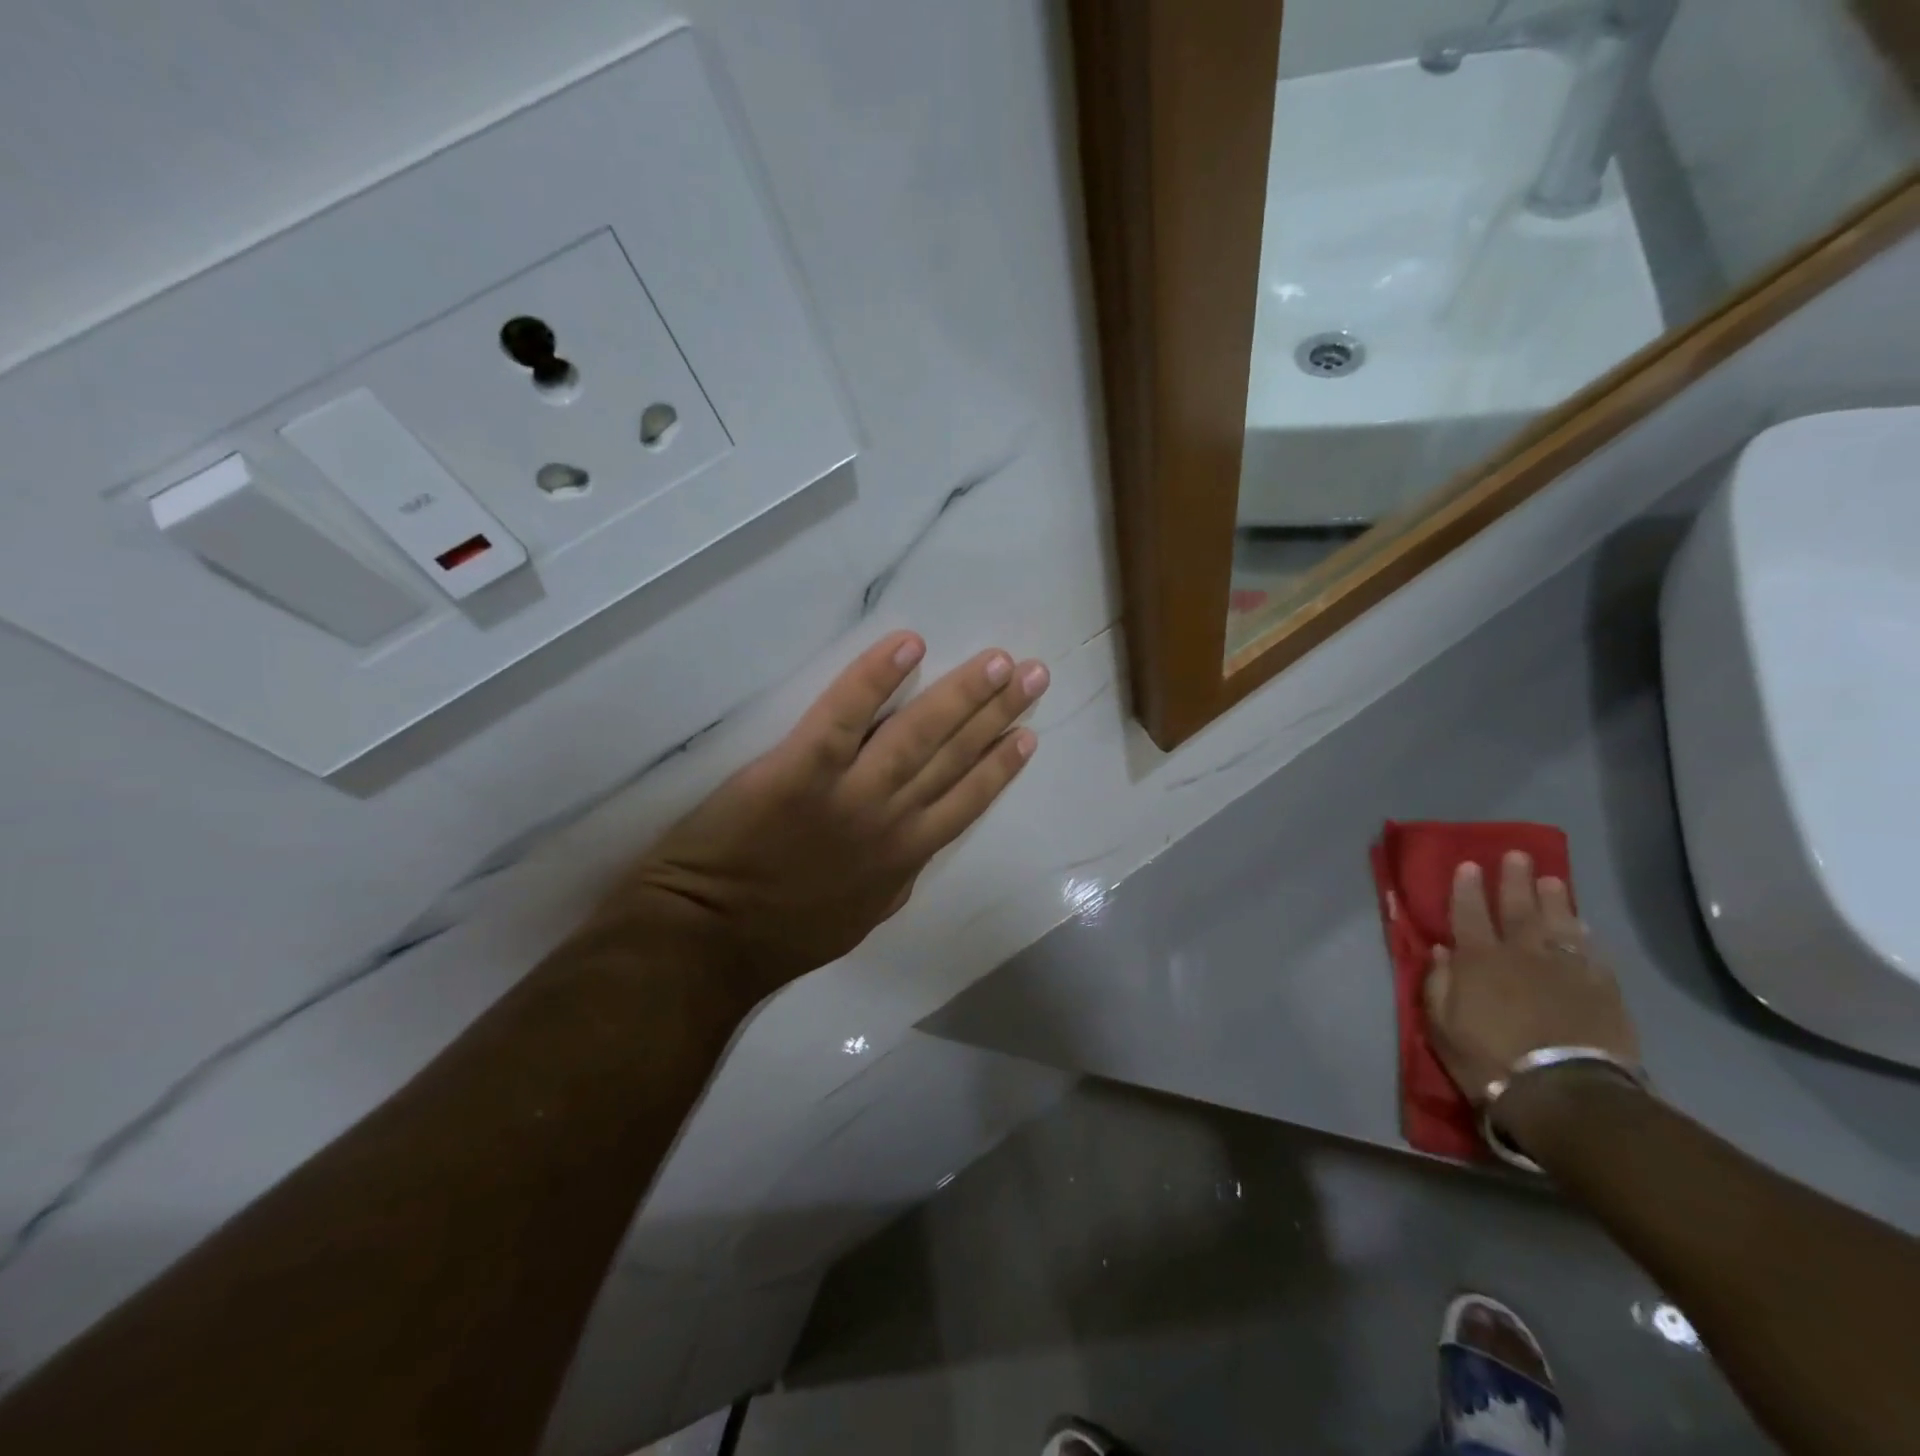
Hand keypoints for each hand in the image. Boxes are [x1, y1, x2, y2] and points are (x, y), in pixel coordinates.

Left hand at [594, 632, 1047, 998]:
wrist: (707, 942)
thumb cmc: (782, 935)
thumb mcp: (863, 918)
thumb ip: (897, 879)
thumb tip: (918, 846)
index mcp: (906, 857)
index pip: (968, 801)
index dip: (1000, 766)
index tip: (1028, 735)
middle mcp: (892, 820)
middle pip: (955, 756)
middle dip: (999, 714)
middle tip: (1034, 675)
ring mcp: (850, 793)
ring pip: (918, 733)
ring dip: (964, 694)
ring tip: (999, 662)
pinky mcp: (801, 769)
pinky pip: (845, 714)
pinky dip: (876, 677)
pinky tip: (909, 644)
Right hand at [1423, 853, 1639, 1115]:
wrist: (1564, 1094)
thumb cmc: (1488, 1059)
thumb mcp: (1441, 1025)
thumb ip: (1438, 983)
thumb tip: (1440, 950)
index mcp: (1478, 960)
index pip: (1469, 913)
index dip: (1467, 888)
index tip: (1469, 864)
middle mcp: (1521, 955)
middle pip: (1517, 909)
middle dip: (1514, 880)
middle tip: (1517, 855)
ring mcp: (1565, 970)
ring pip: (1558, 924)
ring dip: (1554, 899)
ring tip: (1551, 879)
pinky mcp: (1601, 991)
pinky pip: (1591, 953)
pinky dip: (1584, 936)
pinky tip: (1582, 925)